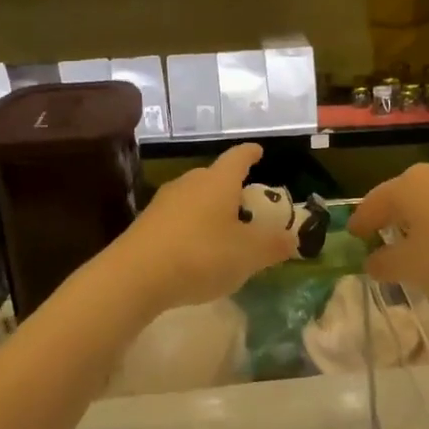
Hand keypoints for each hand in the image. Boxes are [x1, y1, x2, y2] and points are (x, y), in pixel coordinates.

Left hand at [109, 144, 294, 314]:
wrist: (135, 276)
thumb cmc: (201, 255)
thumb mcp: (248, 255)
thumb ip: (274, 246)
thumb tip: (293, 239)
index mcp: (218, 181)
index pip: (238, 157)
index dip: (251, 154)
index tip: (259, 151)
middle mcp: (190, 183)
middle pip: (215, 177)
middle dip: (232, 187)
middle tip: (248, 205)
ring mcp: (164, 202)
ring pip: (195, 198)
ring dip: (211, 209)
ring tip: (224, 231)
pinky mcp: (147, 224)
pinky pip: (178, 218)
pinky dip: (193, 227)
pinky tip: (197, 250)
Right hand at [347, 162, 428, 301]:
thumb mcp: (412, 268)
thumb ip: (385, 264)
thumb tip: (372, 262)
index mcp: (407, 186)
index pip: (372, 203)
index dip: (360, 222)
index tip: (352, 236)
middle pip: (401, 196)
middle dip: (389, 218)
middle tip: (380, 238)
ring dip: (418, 220)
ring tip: (415, 243)